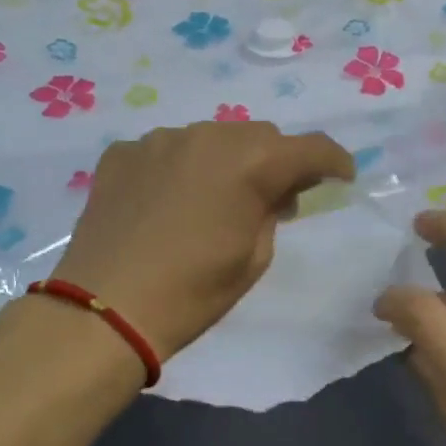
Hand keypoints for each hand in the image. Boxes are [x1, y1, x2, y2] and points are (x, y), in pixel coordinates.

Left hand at [52, 122, 355, 360]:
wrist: (105, 309)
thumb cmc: (192, 292)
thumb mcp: (254, 259)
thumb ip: (272, 213)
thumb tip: (273, 194)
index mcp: (251, 163)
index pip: (310, 148)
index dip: (333, 161)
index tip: (341, 177)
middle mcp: (208, 136)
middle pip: (260, 136)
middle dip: (275, 162)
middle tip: (273, 197)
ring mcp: (160, 140)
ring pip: (212, 138)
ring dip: (225, 162)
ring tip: (213, 199)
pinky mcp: (122, 152)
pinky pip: (167, 150)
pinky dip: (180, 168)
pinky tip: (168, 202)